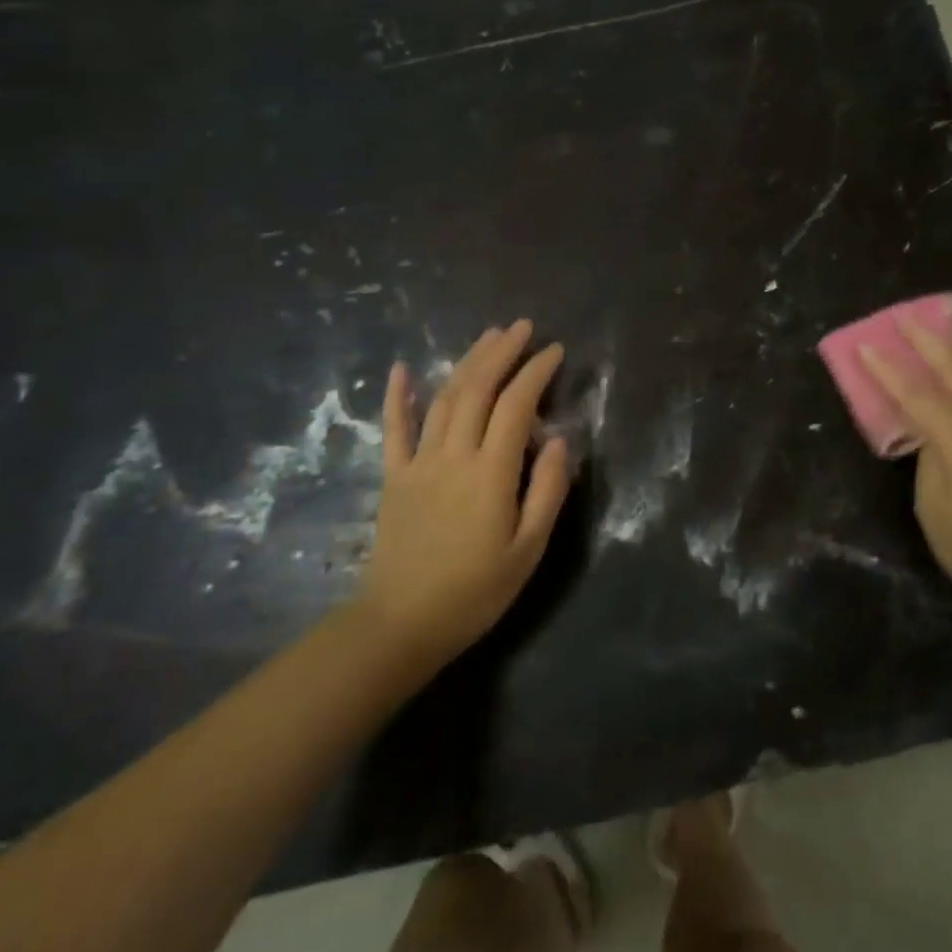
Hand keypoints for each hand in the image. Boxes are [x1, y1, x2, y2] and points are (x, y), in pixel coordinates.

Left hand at [364, 320, 571, 663]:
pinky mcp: (394, 476)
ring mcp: (418, 463)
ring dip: (466, 363)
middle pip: (477, 390)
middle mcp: (453, 456)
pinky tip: (403, 367)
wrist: (402, 624)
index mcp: (490, 473)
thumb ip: (547, 491)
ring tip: (488, 337)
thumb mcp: (528, 549)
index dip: (536, 373)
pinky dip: (398, 395)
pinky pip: (394, 428)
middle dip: (501, 353)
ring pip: (443, 399)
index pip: (516, 407)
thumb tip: (557, 439)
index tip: (554, 351)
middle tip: (521, 327)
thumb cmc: (476, 591)